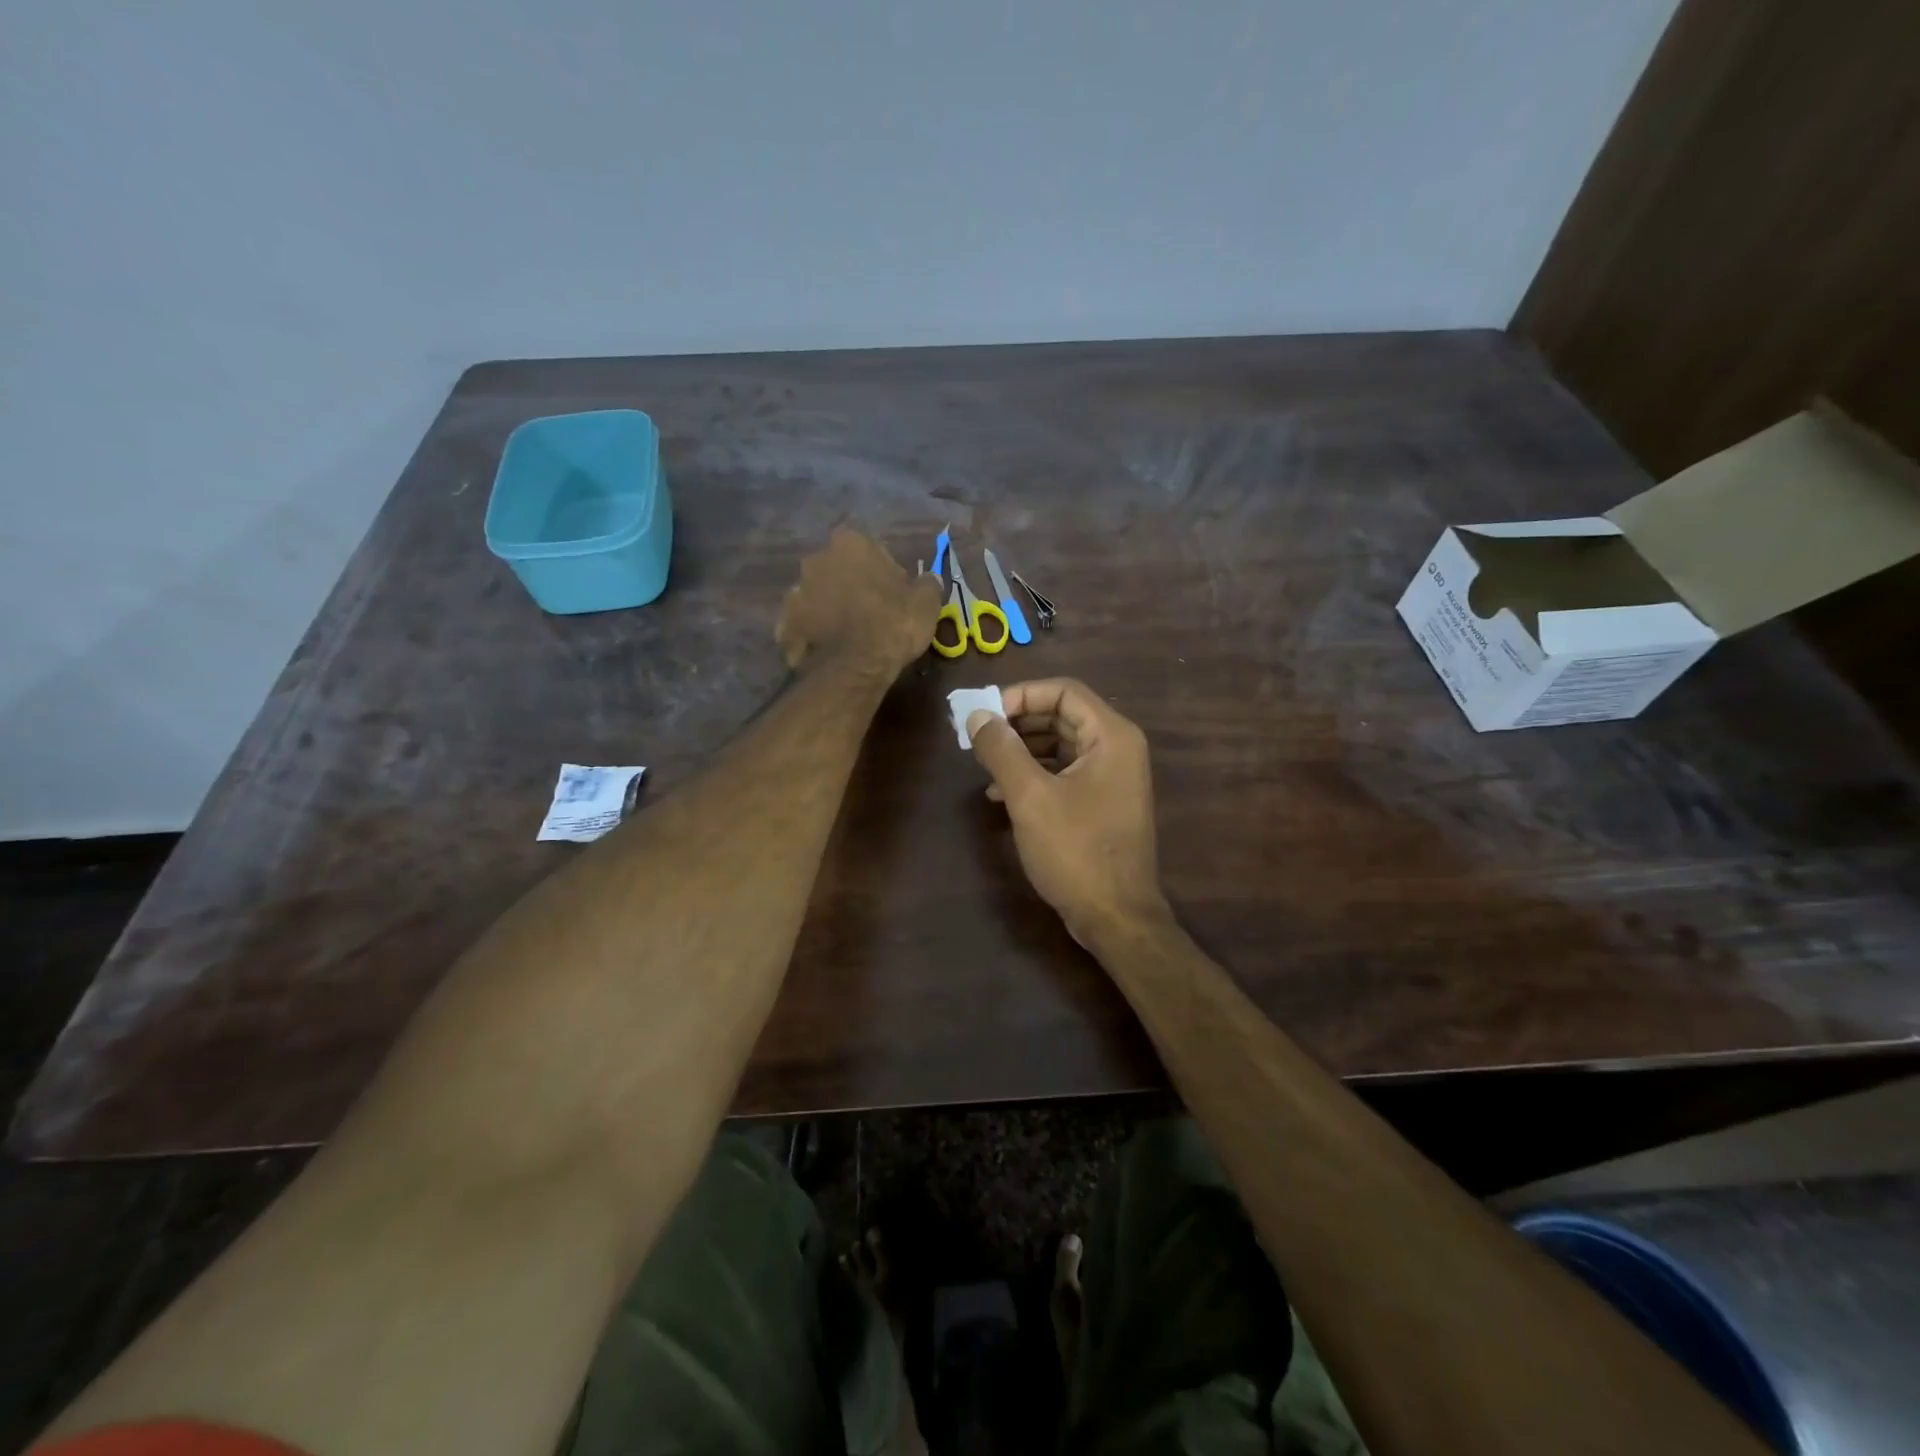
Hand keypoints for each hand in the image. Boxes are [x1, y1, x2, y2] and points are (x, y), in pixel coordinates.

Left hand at [776, 528, 943, 676]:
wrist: (854, 668)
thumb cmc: (893, 624)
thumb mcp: (926, 602)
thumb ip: (926, 583)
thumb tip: (927, 579)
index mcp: (849, 543)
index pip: (867, 548)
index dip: (880, 570)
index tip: (891, 592)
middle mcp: (816, 559)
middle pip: (836, 569)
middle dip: (849, 585)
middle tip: (869, 612)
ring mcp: (795, 591)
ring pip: (816, 596)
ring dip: (829, 609)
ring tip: (848, 636)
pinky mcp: (785, 624)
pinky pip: (803, 625)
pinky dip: (814, 634)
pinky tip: (830, 651)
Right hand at [967, 679, 1167, 942]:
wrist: (1116, 918)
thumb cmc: (1075, 851)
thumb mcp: (1030, 797)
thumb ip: (1001, 750)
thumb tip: (977, 716)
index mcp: (1111, 736)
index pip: (1063, 690)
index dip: (1020, 695)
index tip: (984, 715)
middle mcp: (1118, 748)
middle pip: (1062, 715)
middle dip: (1018, 723)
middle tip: (979, 737)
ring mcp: (1113, 777)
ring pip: (1061, 745)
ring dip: (1022, 749)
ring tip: (985, 765)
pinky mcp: (1103, 802)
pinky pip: (1065, 772)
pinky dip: (1034, 774)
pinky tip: (1001, 794)